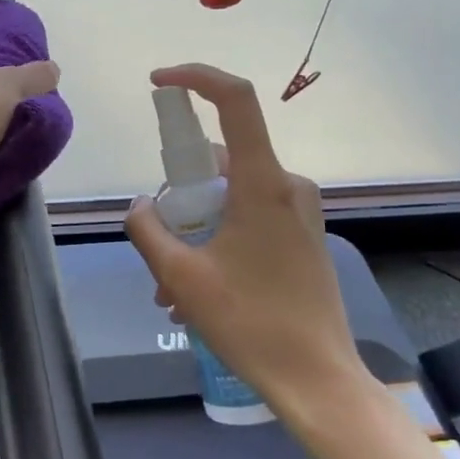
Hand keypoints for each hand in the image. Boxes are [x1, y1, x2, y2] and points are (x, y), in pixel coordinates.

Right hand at [123, 63, 368, 428]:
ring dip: (193, 228)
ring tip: (169, 286)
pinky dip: (215, 239)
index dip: (195, 78)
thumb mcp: (180, 275)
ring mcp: (298, 212)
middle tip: (156, 244)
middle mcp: (286, 186)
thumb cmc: (249, 322)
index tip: (158, 82)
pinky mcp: (302, 236)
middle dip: (178, 194)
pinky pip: (247, 218)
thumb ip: (148, 229)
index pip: (235, 100)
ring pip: (229, 196)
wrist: (318, 380)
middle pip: (219, 160)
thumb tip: (141, 205)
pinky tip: (195, 290)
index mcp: (262, 184)